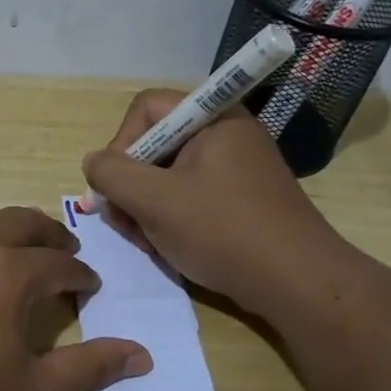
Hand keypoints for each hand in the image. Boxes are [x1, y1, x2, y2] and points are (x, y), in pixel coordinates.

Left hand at [0, 207, 151, 390]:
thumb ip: (90, 367)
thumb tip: (143, 355)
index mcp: (8, 271)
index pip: (60, 264)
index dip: (81, 276)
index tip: (89, 288)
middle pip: (21, 223)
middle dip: (49, 237)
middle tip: (64, 255)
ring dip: (7, 238)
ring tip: (15, 265)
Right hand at [81, 90, 353, 315]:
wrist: (296, 282)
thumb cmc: (222, 231)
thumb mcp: (155, 201)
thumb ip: (112, 174)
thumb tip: (93, 162)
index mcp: (213, 118)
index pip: (145, 109)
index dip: (120, 144)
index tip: (117, 186)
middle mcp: (226, 133)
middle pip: (155, 144)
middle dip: (132, 185)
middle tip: (126, 223)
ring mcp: (235, 167)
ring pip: (168, 175)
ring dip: (146, 207)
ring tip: (147, 242)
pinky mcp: (240, 198)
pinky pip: (190, 195)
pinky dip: (171, 218)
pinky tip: (168, 247)